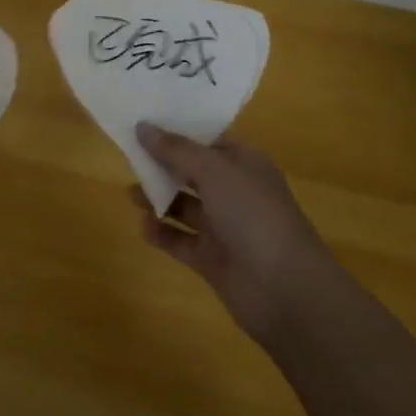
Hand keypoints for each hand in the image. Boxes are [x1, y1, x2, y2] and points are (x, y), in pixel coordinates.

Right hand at [131, 123, 334, 343]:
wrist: (287, 292)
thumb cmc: (254, 216)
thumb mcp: (213, 172)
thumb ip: (175, 149)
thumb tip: (142, 126)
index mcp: (244, 164)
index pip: (206, 140)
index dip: (176, 131)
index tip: (142, 123)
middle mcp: (234, 191)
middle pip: (191, 171)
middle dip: (162, 164)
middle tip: (127, 156)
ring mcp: (224, 227)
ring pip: (183, 205)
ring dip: (157, 198)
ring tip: (130, 193)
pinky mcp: (212, 258)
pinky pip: (180, 240)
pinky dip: (162, 233)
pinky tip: (143, 226)